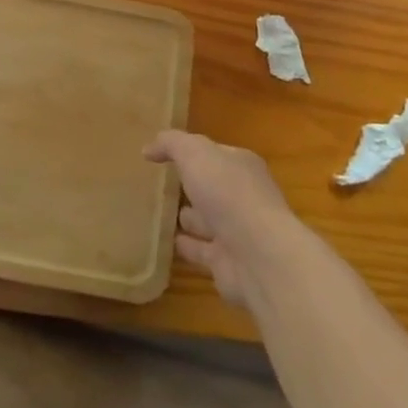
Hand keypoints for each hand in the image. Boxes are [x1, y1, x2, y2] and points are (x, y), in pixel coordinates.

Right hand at [145, 129, 300, 306]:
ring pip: (207, 221)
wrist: (258, 256)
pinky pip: (201, 251)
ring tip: (163, 215)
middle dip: (193, 186)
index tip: (167, 154)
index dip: (192, 152)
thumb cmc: (227, 193)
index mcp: (241, 166)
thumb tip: (149, 148)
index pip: (214, 154)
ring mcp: (237, 232)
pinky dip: (188, 247)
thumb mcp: (195, 153)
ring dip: (190, 218)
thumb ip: (171, 144)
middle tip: (164, 185)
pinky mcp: (227, 264)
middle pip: (212, 188)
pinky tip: (169, 243)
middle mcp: (242, 197)